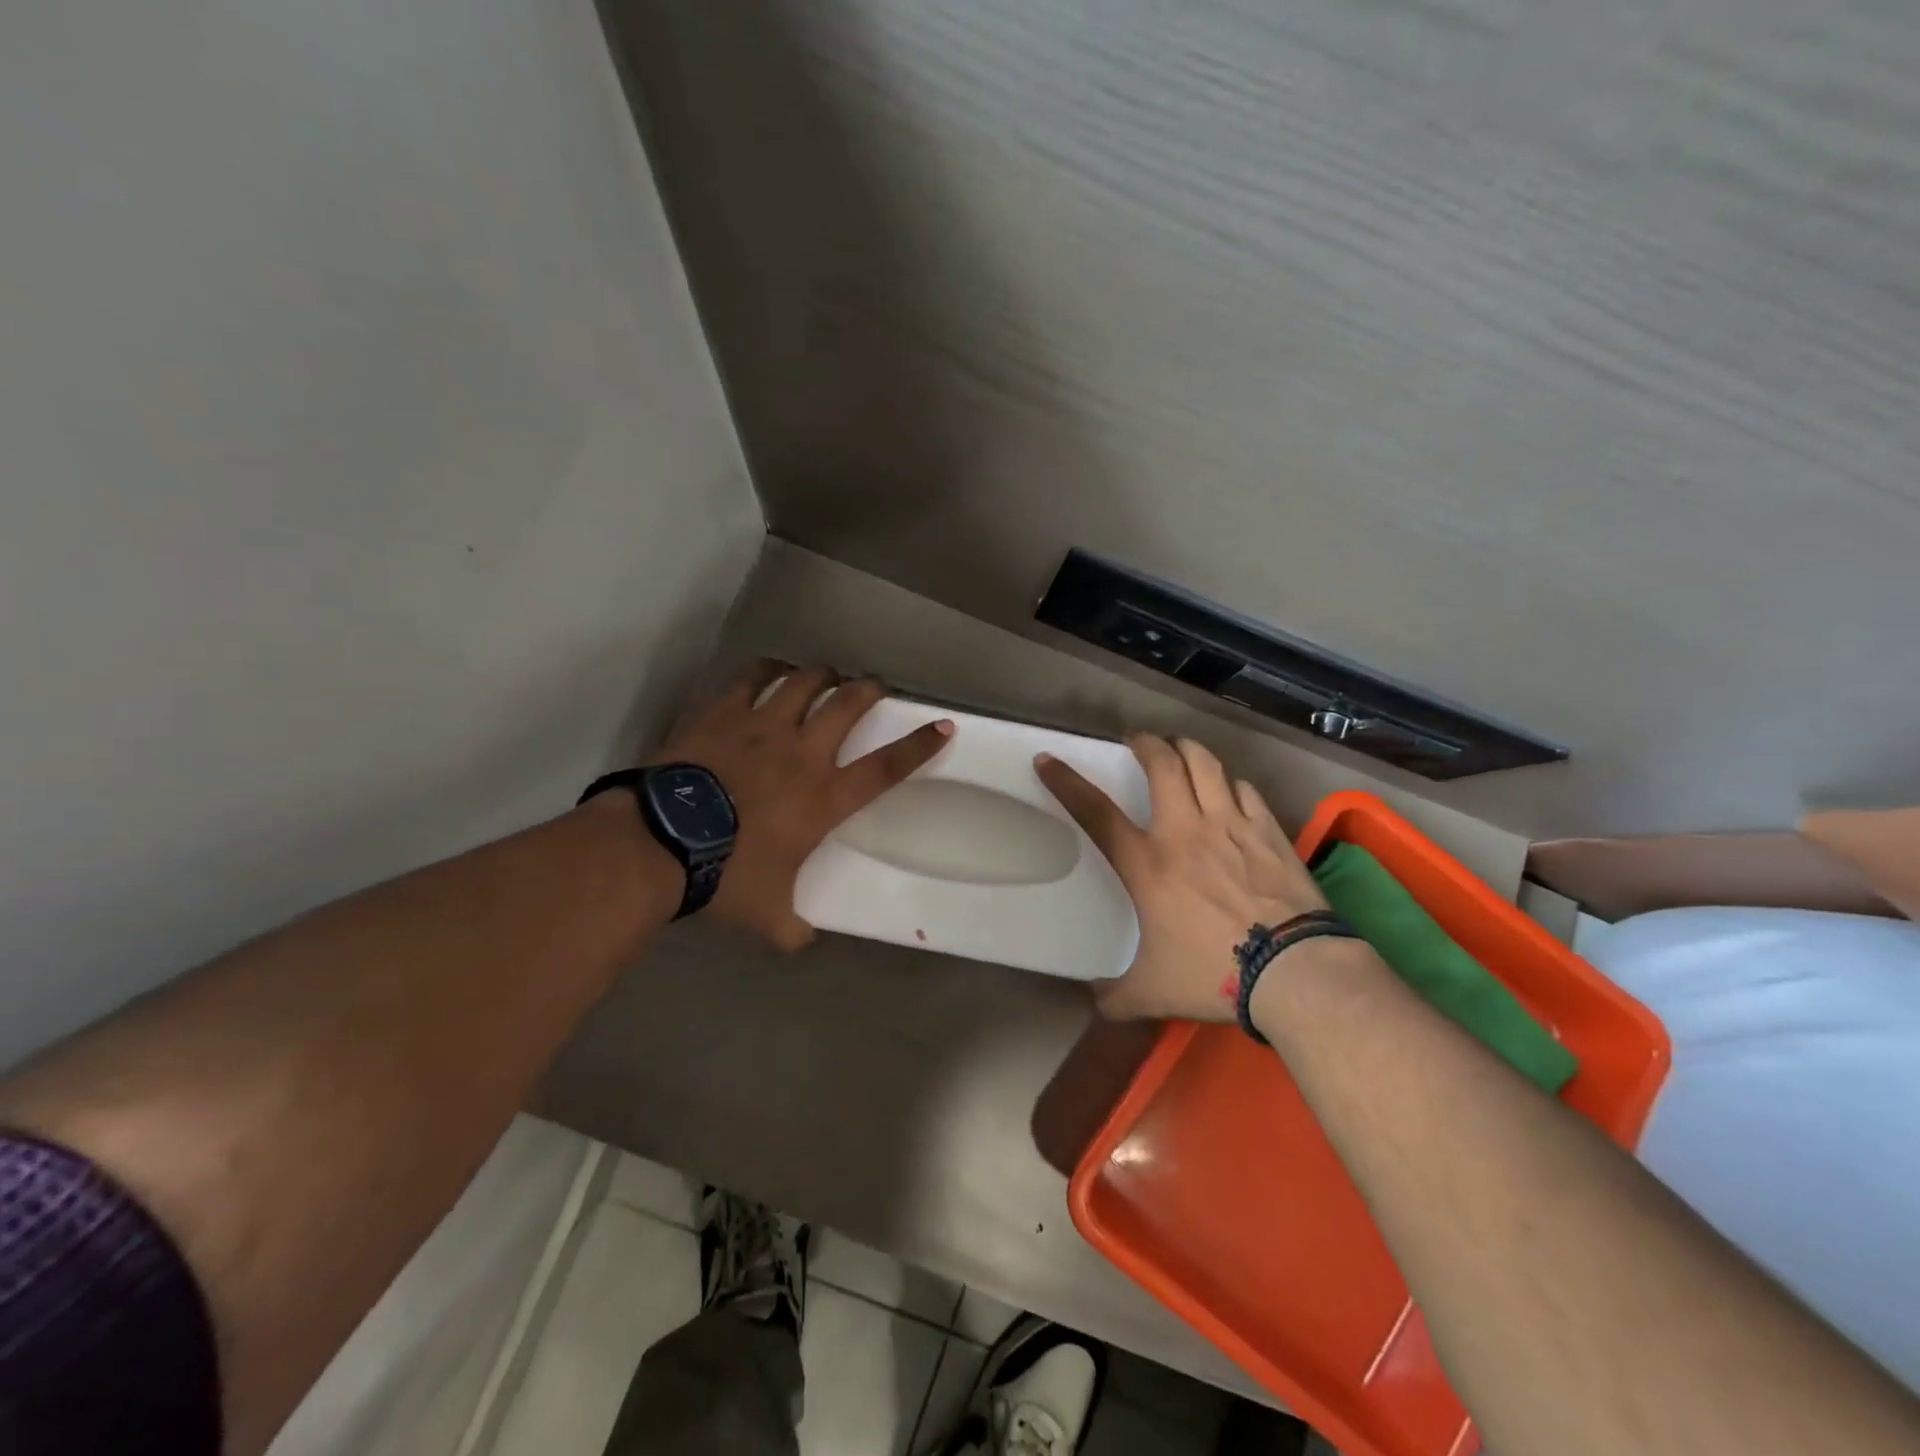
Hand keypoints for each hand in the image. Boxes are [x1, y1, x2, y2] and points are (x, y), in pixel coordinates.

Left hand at [654, 662, 953, 950]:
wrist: (660, 844)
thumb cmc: (724, 875)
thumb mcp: (765, 912)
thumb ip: (791, 927)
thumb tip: (803, 942)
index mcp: (823, 797)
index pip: (886, 768)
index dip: (919, 747)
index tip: (944, 726)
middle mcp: (802, 752)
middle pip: (848, 705)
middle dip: (867, 689)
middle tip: (872, 686)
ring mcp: (761, 726)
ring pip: (803, 681)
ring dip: (819, 675)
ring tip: (823, 675)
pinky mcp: (722, 713)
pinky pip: (749, 677)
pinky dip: (764, 669)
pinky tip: (769, 670)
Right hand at [1036, 735, 1327, 1020]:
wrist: (1295, 972)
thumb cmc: (1215, 974)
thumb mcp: (1153, 992)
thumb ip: (1117, 996)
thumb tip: (1095, 1002)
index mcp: (1148, 864)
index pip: (1095, 812)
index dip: (1066, 782)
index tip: (1047, 759)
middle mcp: (1186, 831)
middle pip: (1163, 763)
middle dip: (1146, 743)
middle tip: (1138, 741)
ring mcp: (1231, 825)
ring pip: (1207, 764)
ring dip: (1189, 751)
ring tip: (1181, 751)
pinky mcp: (1269, 831)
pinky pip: (1245, 789)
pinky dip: (1231, 783)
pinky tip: (1231, 791)